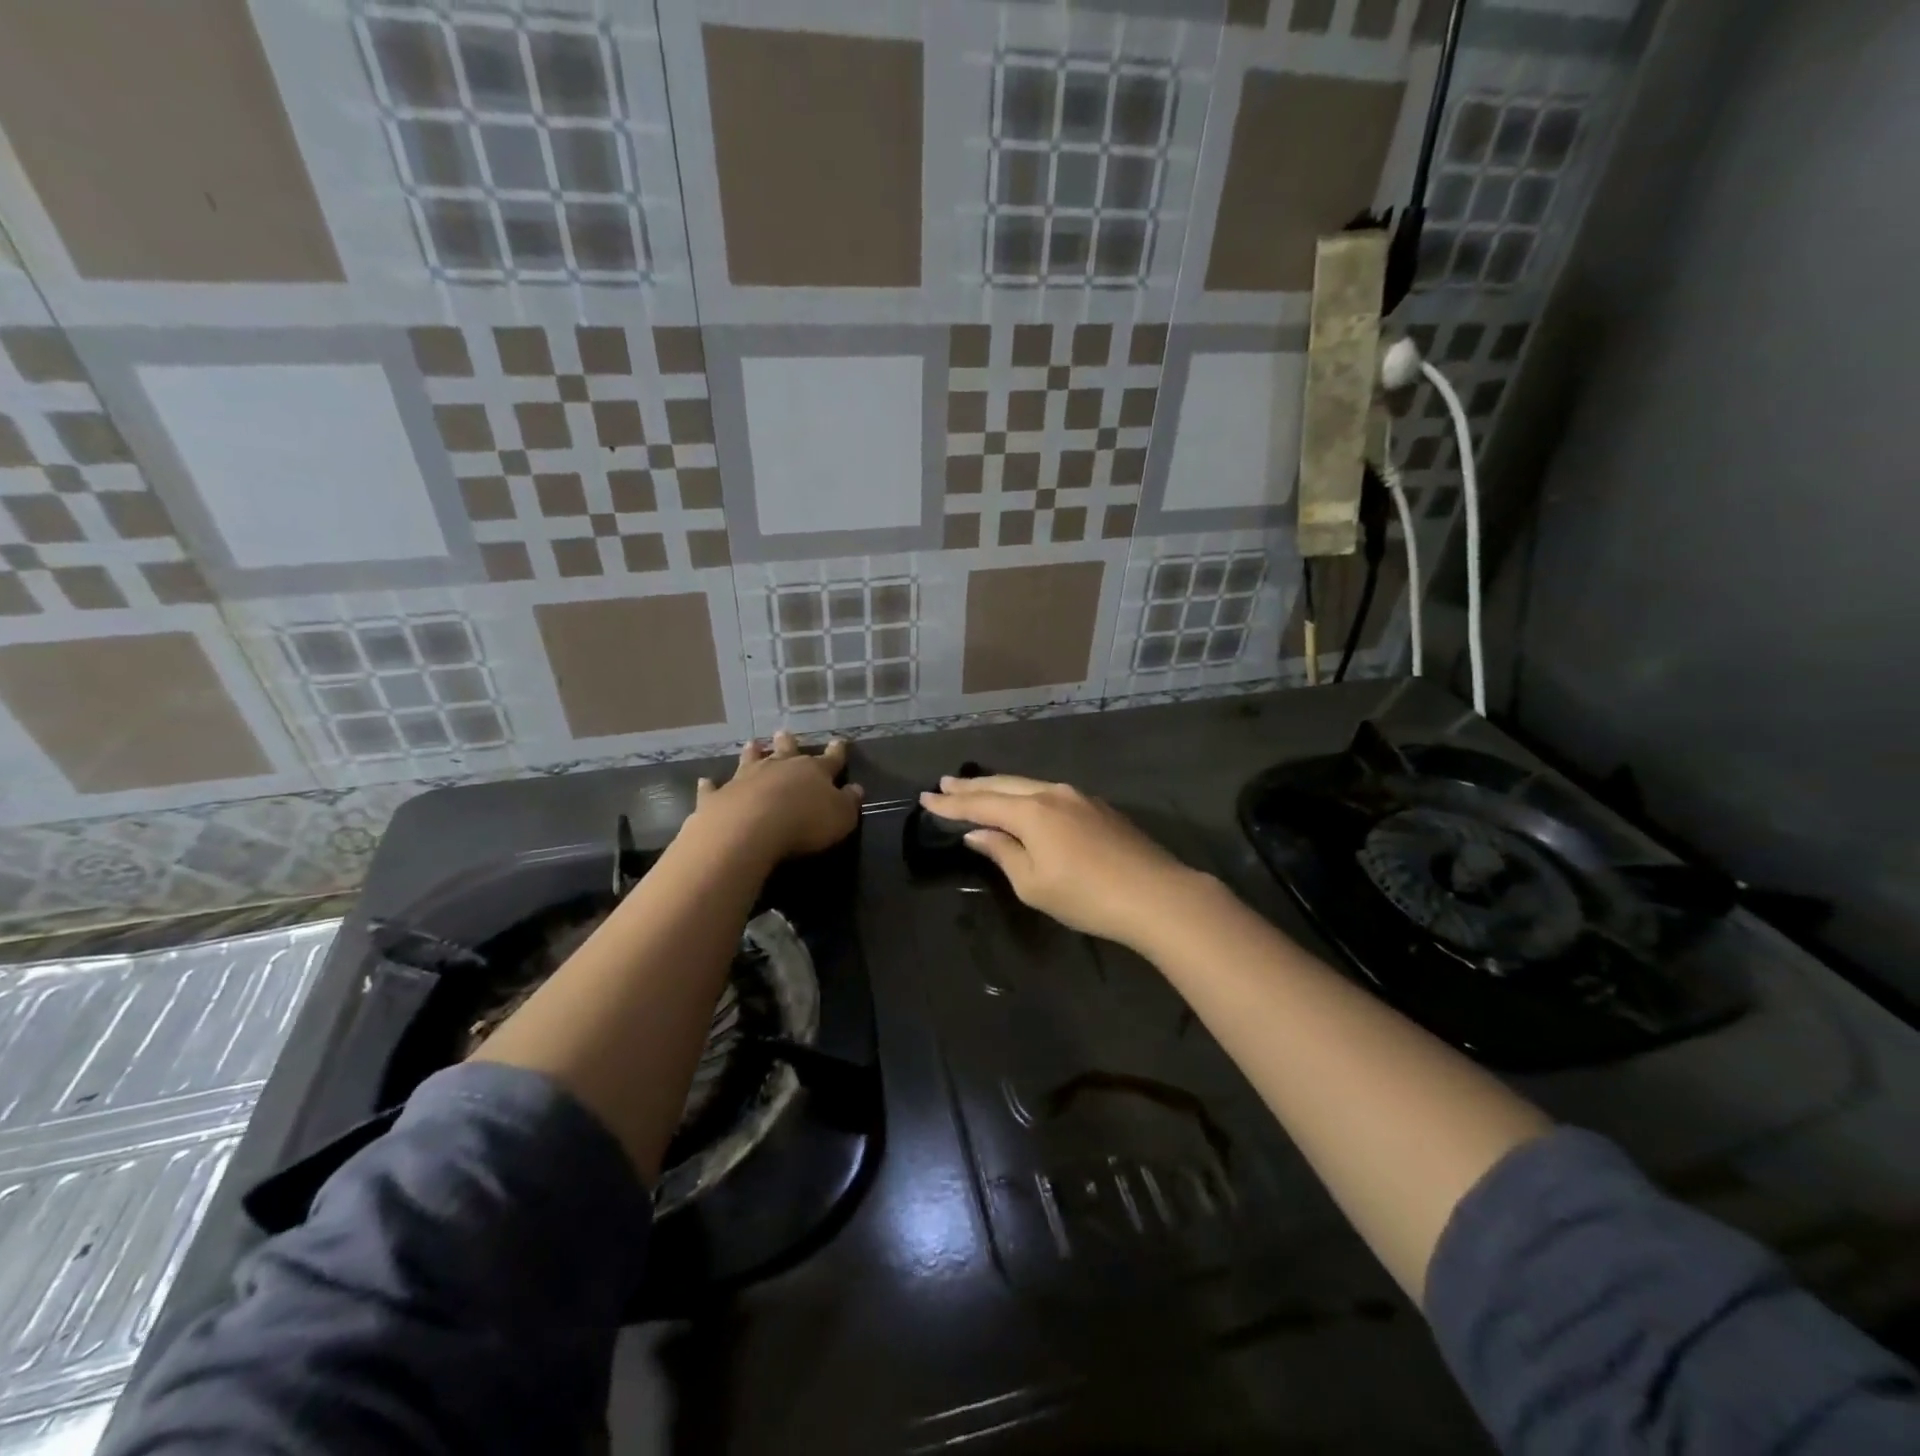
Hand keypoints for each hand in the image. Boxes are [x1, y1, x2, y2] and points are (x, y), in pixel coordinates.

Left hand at [694, 732, 862, 861]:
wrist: (750, 828)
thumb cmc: (804, 823)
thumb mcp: (840, 817)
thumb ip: (848, 802)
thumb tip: (856, 789)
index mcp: (813, 772)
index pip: (829, 759)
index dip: (836, 752)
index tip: (839, 741)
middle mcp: (779, 768)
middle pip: (785, 751)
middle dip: (787, 743)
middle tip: (783, 733)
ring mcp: (746, 779)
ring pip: (750, 760)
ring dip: (752, 753)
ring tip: (752, 744)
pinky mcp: (719, 796)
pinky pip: (714, 788)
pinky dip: (710, 784)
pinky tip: (705, 780)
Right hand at [918, 775, 1202, 949]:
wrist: (1155, 894)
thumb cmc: (1086, 896)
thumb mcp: (1033, 883)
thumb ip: (1003, 852)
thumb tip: (979, 833)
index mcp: (1031, 811)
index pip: (980, 804)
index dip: (951, 804)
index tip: (925, 799)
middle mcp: (1052, 793)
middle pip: (1002, 785)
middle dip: (971, 786)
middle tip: (944, 784)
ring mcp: (1078, 797)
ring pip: (1028, 785)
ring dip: (998, 787)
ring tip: (976, 788)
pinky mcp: (1098, 807)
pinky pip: (1049, 793)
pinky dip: (1025, 795)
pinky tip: (1022, 802)